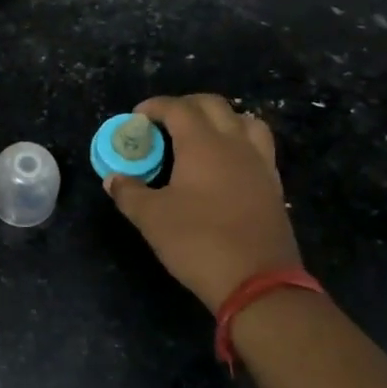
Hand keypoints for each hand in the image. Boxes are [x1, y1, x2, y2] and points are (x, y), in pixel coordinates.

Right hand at [104, 95, 303, 312]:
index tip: (137, 118)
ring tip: (201, 135)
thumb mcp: (151, 218)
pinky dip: (239, 142)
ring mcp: (259, 164)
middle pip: (213, 105)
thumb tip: (113, 179)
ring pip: (245, 121)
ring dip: (220, 119)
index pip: (178, 108)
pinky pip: (258, 147)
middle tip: (164, 122)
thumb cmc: (198, 241)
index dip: (154, 107)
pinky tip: (225, 165)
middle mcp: (235, 144)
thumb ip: (128, 192)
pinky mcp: (273, 186)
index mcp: (203, 144)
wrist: (258, 282)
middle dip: (186, 105)